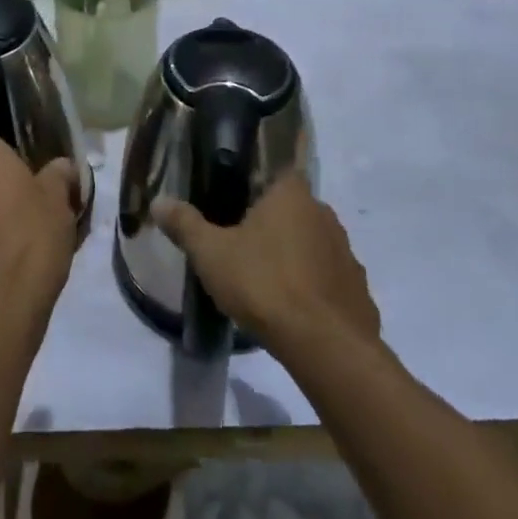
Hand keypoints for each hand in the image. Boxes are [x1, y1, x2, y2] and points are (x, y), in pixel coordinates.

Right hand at [151, 173, 379, 353]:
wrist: (326, 348)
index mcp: (292, 195)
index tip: (238, 201)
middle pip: (295, 210)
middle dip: (273, 224)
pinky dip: (314, 290)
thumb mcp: (211, 253)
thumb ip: (185, 224)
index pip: (279, 171)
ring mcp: (347, 255)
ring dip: (296, 257)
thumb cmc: (264, 283)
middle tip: (243, 244)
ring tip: (266, 280)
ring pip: (315, 245)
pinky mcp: (359, 294)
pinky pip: (330, 282)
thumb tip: (158, 202)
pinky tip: (294, 311)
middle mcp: (325, 215)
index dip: (259, 183)